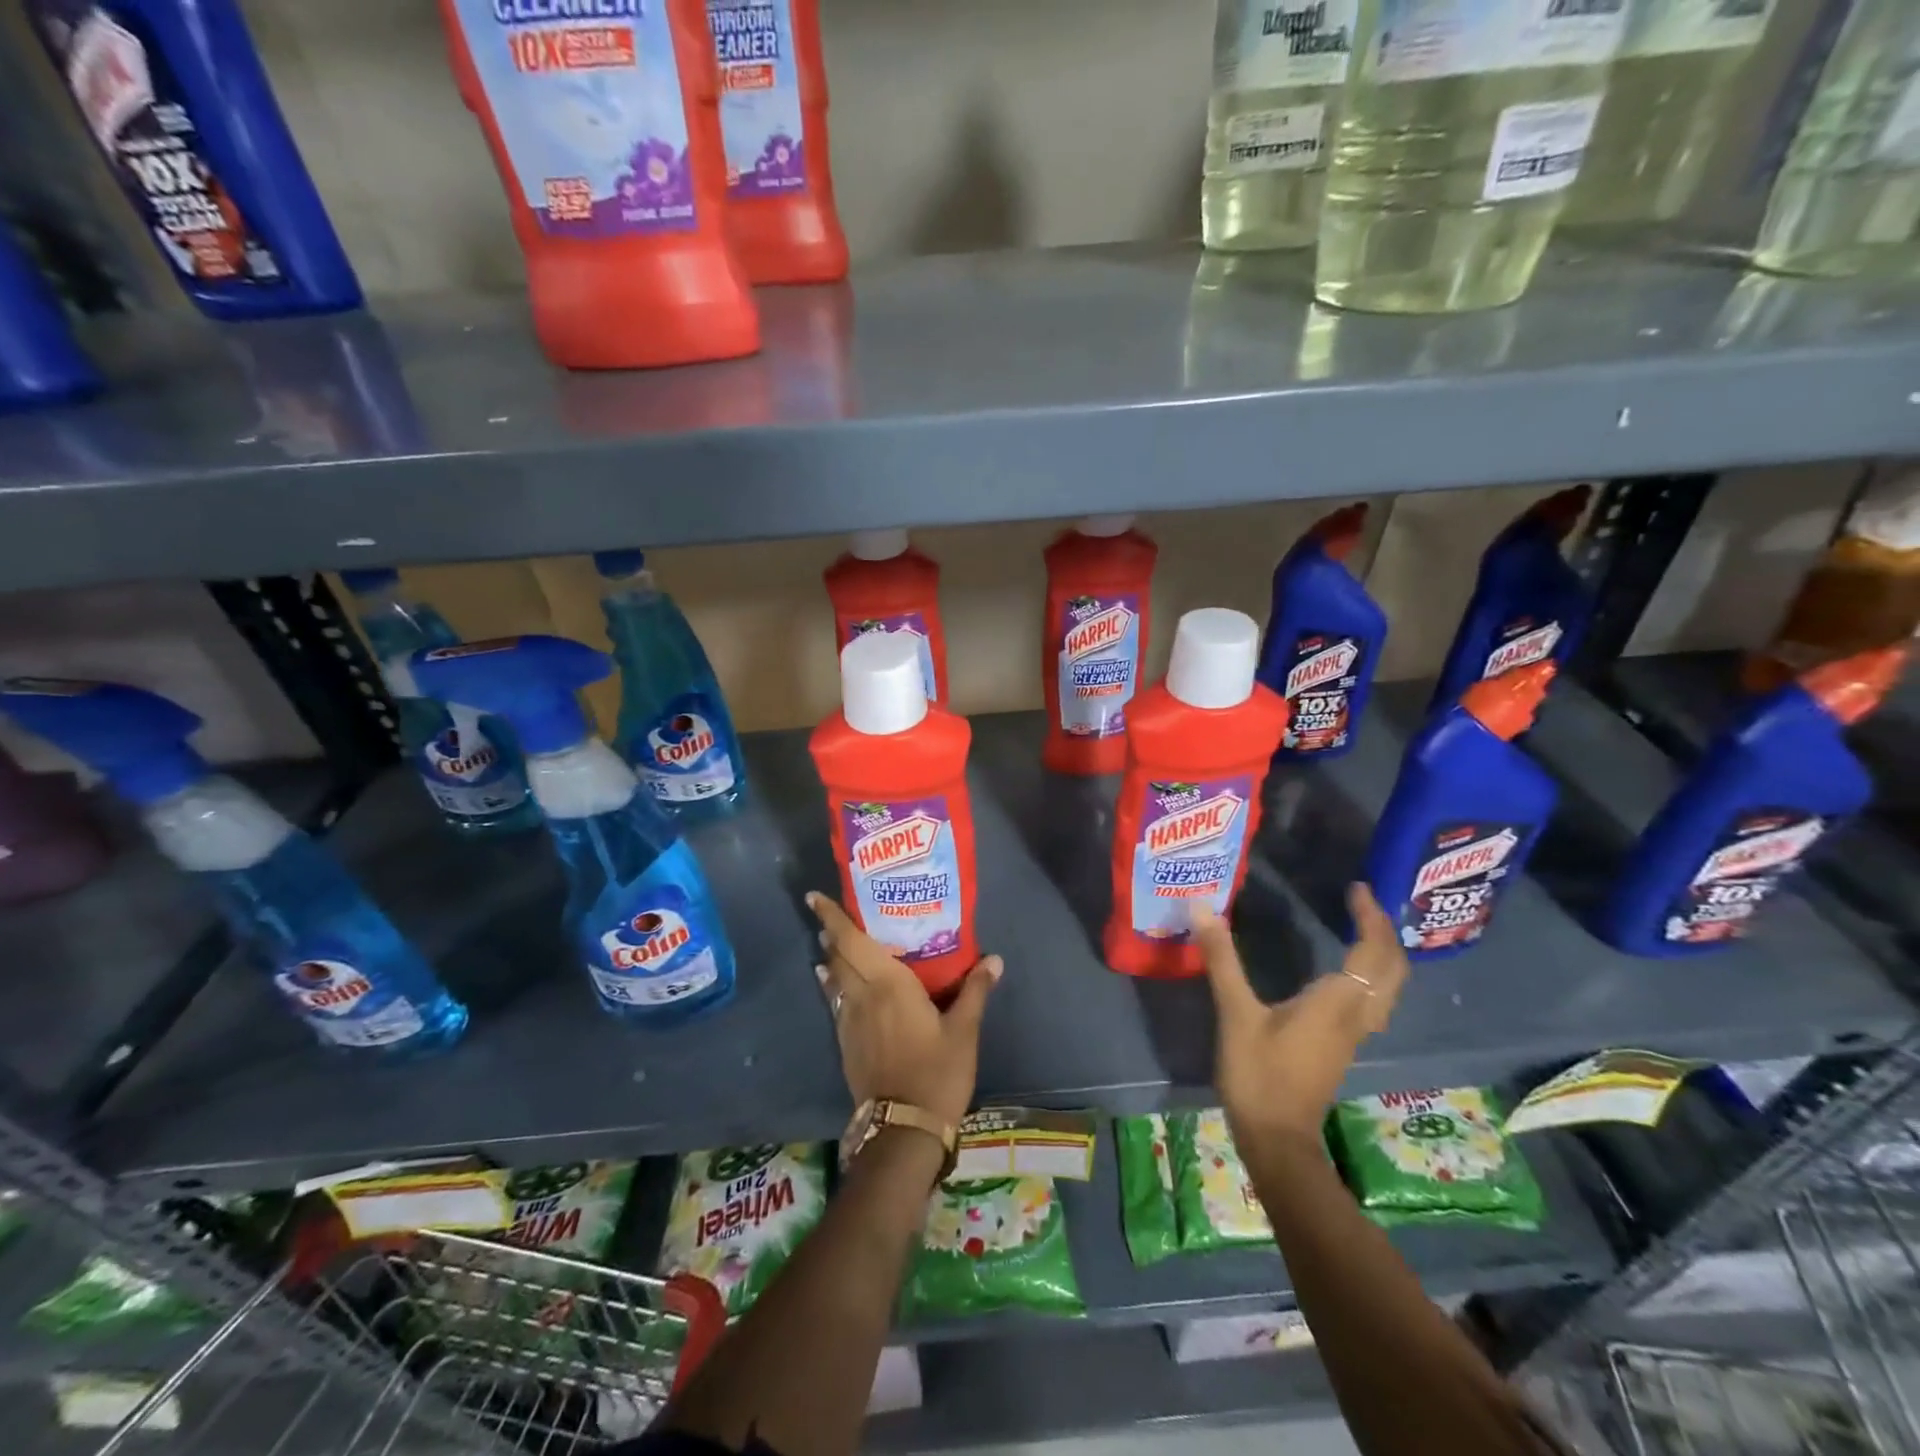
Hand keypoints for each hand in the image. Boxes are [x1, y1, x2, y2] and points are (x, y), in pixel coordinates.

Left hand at [807, 892, 1001, 1128]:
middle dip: (831, 933)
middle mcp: (863, 995)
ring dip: (831, 958)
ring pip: (835, 979)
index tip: (816, 897)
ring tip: (830, 943)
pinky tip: (835, 985)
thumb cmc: (937, 1072)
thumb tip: (994, 959)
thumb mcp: (963, 1031)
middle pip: (839, 957)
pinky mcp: (846, 1043)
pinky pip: (836, 1002)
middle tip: (828, 914)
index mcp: (889, 984)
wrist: (903, 1128)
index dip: (833, 918)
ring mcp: (850, 1021)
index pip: (853, 942)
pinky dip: (833, 986)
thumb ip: (975, 991)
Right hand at [1195, 882, 1408, 1150]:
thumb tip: (1202, 908)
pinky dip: (1370, 974)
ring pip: (1388, 987)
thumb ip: (1222, 959)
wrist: (1277, 1138)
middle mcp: (1356, 1015)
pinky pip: (1373, 999)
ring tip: (1359, 927)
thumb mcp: (1235, 1013)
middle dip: (1384, 930)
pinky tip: (1344, 969)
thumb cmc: (1258, 1074)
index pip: (1372, 950)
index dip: (1370, 916)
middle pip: (1393, 968)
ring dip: (1382, 953)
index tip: (1356, 887)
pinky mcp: (1342, 1045)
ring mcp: (1353, 1033)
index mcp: (1337, 1001)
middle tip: (1361, 902)